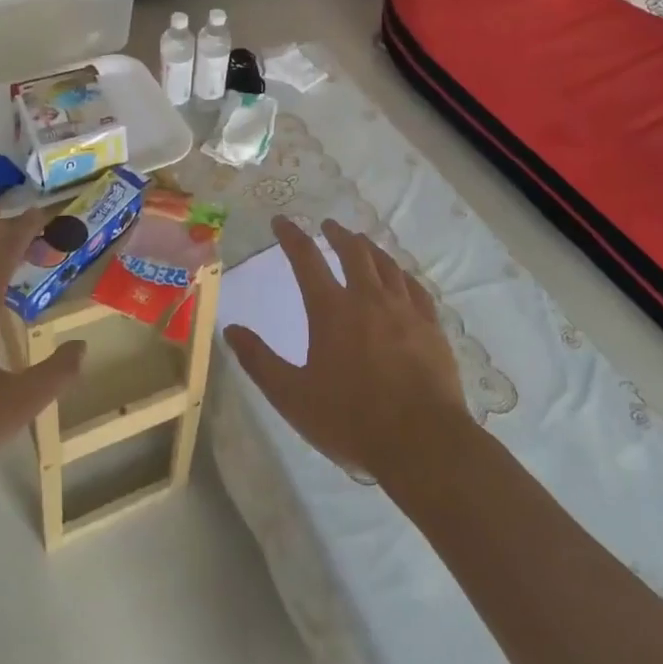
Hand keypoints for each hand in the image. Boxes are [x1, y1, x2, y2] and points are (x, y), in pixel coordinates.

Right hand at [224, 217, 470, 482]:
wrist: (423, 442)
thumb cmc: (351, 420)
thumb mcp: (293, 396)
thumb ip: (260, 361)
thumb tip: (231, 329)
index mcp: (331, 310)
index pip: (306, 259)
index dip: (291, 236)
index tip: (281, 220)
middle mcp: (368, 298)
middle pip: (353, 252)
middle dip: (337, 234)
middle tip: (329, 225)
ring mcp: (404, 310)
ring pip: (386, 264)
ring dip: (369, 248)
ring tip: (362, 242)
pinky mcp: (431, 327)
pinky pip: (415, 287)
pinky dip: (402, 273)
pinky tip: (401, 276)